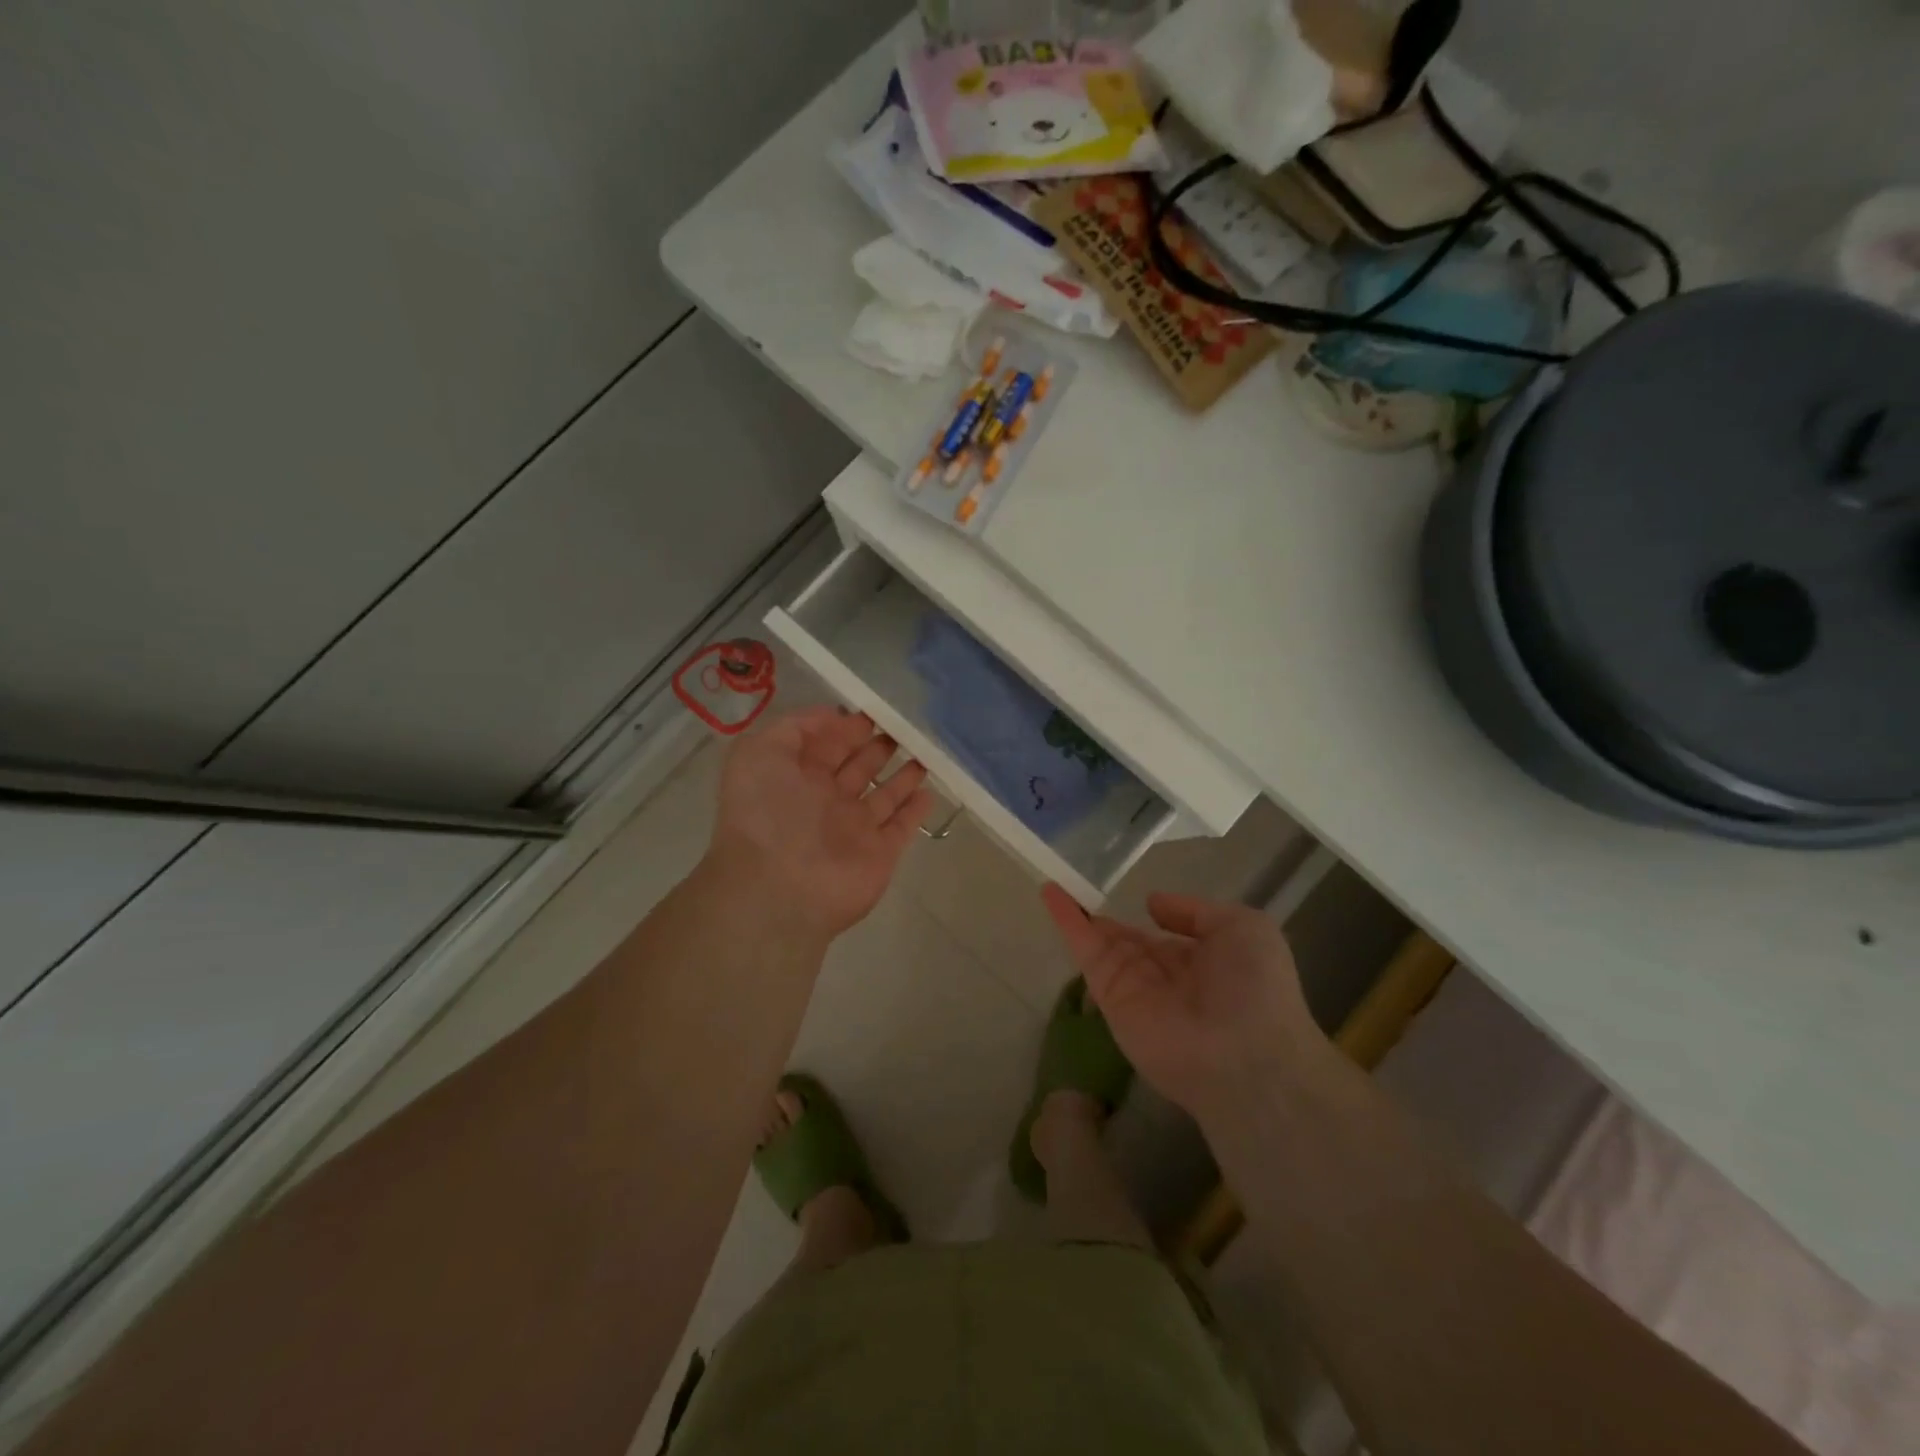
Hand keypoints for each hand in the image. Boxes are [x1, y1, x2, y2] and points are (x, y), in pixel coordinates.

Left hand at [707, 707, 932, 942]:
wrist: (777, 888)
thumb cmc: (766, 814)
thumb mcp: (757, 753)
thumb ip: (793, 727)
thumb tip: (833, 716)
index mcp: (796, 777)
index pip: (826, 745)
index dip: (846, 727)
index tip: (872, 711)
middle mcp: (826, 801)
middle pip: (858, 767)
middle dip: (877, 746)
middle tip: (903, 727)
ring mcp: (854, 828)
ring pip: (884, 795)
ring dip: (903, 775)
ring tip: (923, 752)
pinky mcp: (880, 853)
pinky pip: (902, 826)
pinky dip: (916, 810)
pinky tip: (929, 791)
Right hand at [1040, 885, 1326, 1119]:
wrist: (1244, 1054)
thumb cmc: (1256, 987)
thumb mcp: (1244, 929)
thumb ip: (1196, 912)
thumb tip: (1153, 904)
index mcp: (1201, 961)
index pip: (1167, 937)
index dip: (1150, 918)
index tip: (1134, 898)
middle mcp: (1164, 975)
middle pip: (1127, 941)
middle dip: (1105, 920)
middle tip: (1077, 888)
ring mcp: (1133, 987)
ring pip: (1100, 943)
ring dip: (1076, 914)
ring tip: (1052, 885)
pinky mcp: (1109, 997)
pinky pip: (1086, 953)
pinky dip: (1067, 922)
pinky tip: (1050, 894)